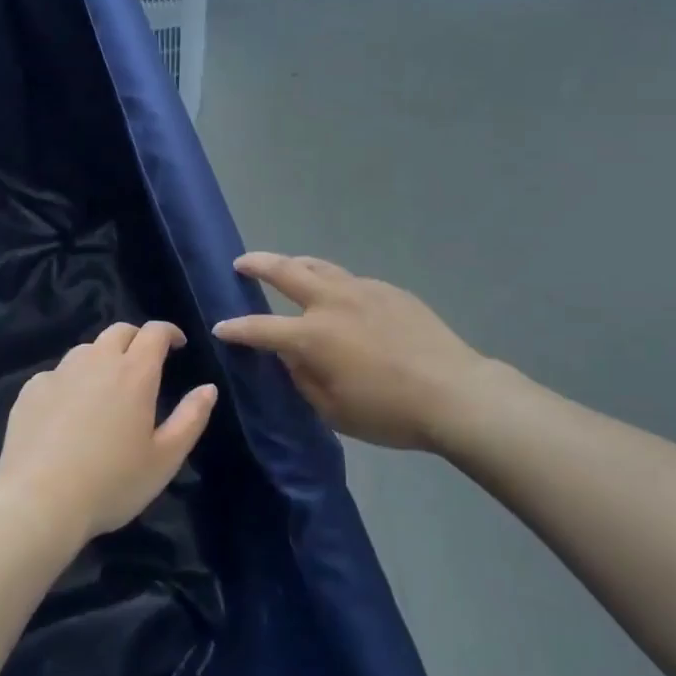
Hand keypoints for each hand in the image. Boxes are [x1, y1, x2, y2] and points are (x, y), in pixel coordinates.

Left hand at [0, 321, 217, 545]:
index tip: (178, 344)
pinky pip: (58, 373)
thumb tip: (208, 388)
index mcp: (135, 372)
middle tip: (145, 363)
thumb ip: (191, 418)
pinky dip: (71, 381)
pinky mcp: (31, 390)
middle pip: (120, 331)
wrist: (37, 502)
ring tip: (106, 387)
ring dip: (103, 358)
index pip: (155, 332)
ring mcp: (60, 373)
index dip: (169, 331)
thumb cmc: (111, 482)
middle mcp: (97, 361)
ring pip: (87, 349)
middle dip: (137, 339)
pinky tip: (69, 410)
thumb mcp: (165, 459)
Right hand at [213, 253, 487, 451]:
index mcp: (313, 336)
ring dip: (295, 264)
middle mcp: (332, 302)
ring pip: (320, 266)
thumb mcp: (334, 409)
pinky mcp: (389, 290)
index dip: (237, 328)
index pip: (262, 327)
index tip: (221, 326)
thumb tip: (289, 356)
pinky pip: (350, 280)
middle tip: (241, 263)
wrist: (454, 392)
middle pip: (286, 271)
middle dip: (258, 264)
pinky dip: (332, 282)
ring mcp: (363, 290)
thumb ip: (303, 378)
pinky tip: (339, 298)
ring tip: (285, 266)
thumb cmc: (389, 412)